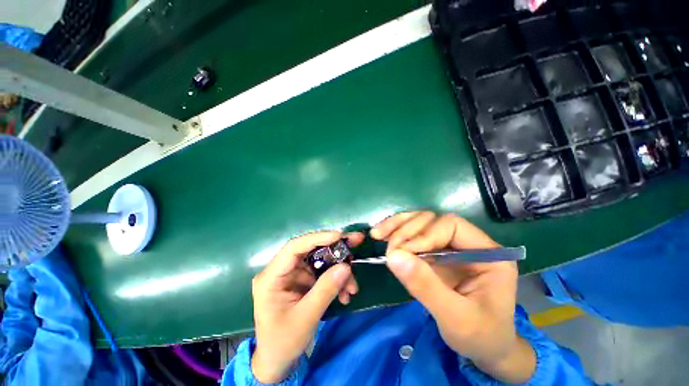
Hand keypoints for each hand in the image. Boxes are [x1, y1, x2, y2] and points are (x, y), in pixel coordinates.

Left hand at [251, 232, 362, 382]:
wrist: (278, 362)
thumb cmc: (283, 342)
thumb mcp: (306, 317)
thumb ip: (326, 290)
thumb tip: (346, 266)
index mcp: (271, 277)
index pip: (294, 247)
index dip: (317, 238)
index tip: (339, 236)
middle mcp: (282, 270)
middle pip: (310, 250)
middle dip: (335, 249)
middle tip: (356, 242)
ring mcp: (293, 274)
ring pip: (321, 261)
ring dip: (339, 270)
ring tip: (353, 287)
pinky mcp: (303, 280)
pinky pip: (323, 273)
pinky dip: (336, 280)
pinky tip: (346, 294)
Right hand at [371, 212, 534, 382]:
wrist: (484, 346)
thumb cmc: (480, 336)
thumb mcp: (456, 319)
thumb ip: (426, 287)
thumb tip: (393, 257)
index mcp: (487, 254)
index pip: (451, 226)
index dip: (424, 235)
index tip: (403, 252)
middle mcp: (468, 242)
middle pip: (432, 220)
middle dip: (407, 231)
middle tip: (389, 250)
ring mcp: (450, 245)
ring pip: (420, 222)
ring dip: (397, 226)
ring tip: (377, 234)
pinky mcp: (435, 251)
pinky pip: (413, 234)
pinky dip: (395, 233)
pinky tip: (382, 235)